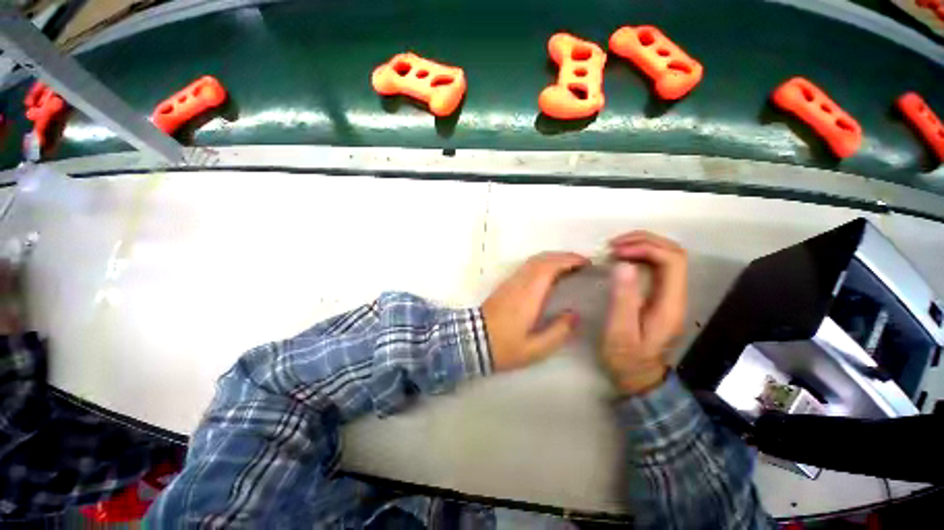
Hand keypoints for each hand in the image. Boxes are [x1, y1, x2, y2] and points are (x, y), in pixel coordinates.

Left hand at [482, 252, 588, 371]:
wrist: (472, 341)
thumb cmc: (504, 346)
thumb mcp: (535, 349)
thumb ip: (558, 332)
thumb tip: (574, 314)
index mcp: (528, 295)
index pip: (549, 267)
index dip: (568, 260)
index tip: (585, 262)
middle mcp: (519, 283)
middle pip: (542, 259)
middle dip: (563, 256)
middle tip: (582, 263)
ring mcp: (510, 282)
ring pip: (533, 261)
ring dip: (552, 258)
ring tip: (569, 267)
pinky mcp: (505, 285)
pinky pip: (526, 267)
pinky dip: (542, 264)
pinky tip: (549, 274)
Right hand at [602, 231, 686, 394]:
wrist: (638, 376)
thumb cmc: (626, 358)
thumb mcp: (619, 331)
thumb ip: (623, 299)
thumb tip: (624, 264)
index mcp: (671, 304)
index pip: (672, 261)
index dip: (645, 248)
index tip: (616, 251)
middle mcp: (677, 295)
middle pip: (674, 253)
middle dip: (644, 241)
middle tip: (613, 244)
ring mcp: (671, 294)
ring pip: (667, 256)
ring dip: (642, 245)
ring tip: (615, 248)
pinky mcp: (661, 295)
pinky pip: (657, 265)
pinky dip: (639, 255)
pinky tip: (621, 258)